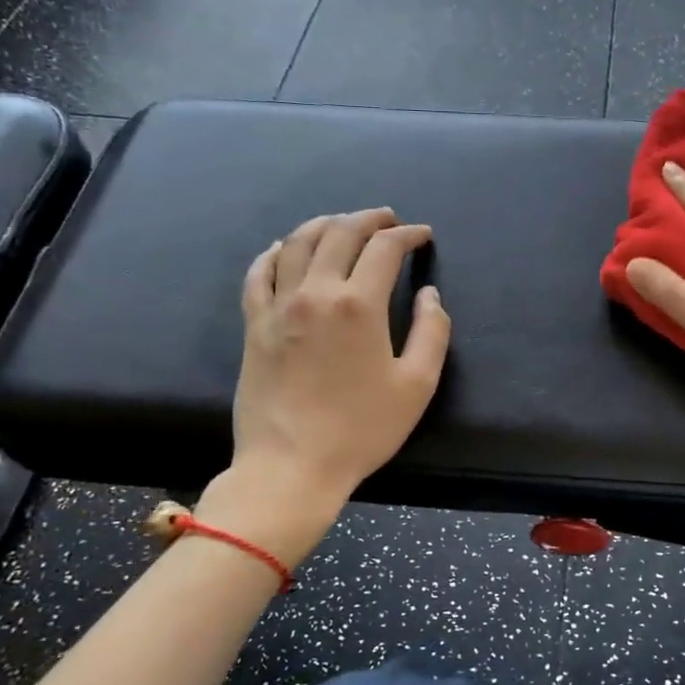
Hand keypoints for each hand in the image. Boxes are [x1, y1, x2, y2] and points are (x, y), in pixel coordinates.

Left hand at [202, 209, 450, 558]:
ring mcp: (278, 306)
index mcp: (359, 305)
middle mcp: (315, 292)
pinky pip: (258, 273)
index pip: (384, 249)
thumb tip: (429, 295)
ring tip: (342, 223)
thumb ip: (431, 332)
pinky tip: (283, 249)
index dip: (407, 235)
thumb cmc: (361, 429)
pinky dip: (274, 252)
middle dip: (368, 218)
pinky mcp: (253, 325)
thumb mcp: (416, 385)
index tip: (422, 236)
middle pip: (340, 233)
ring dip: (324, 224)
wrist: (291, 466)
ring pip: (296, 243)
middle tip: (388, 219)